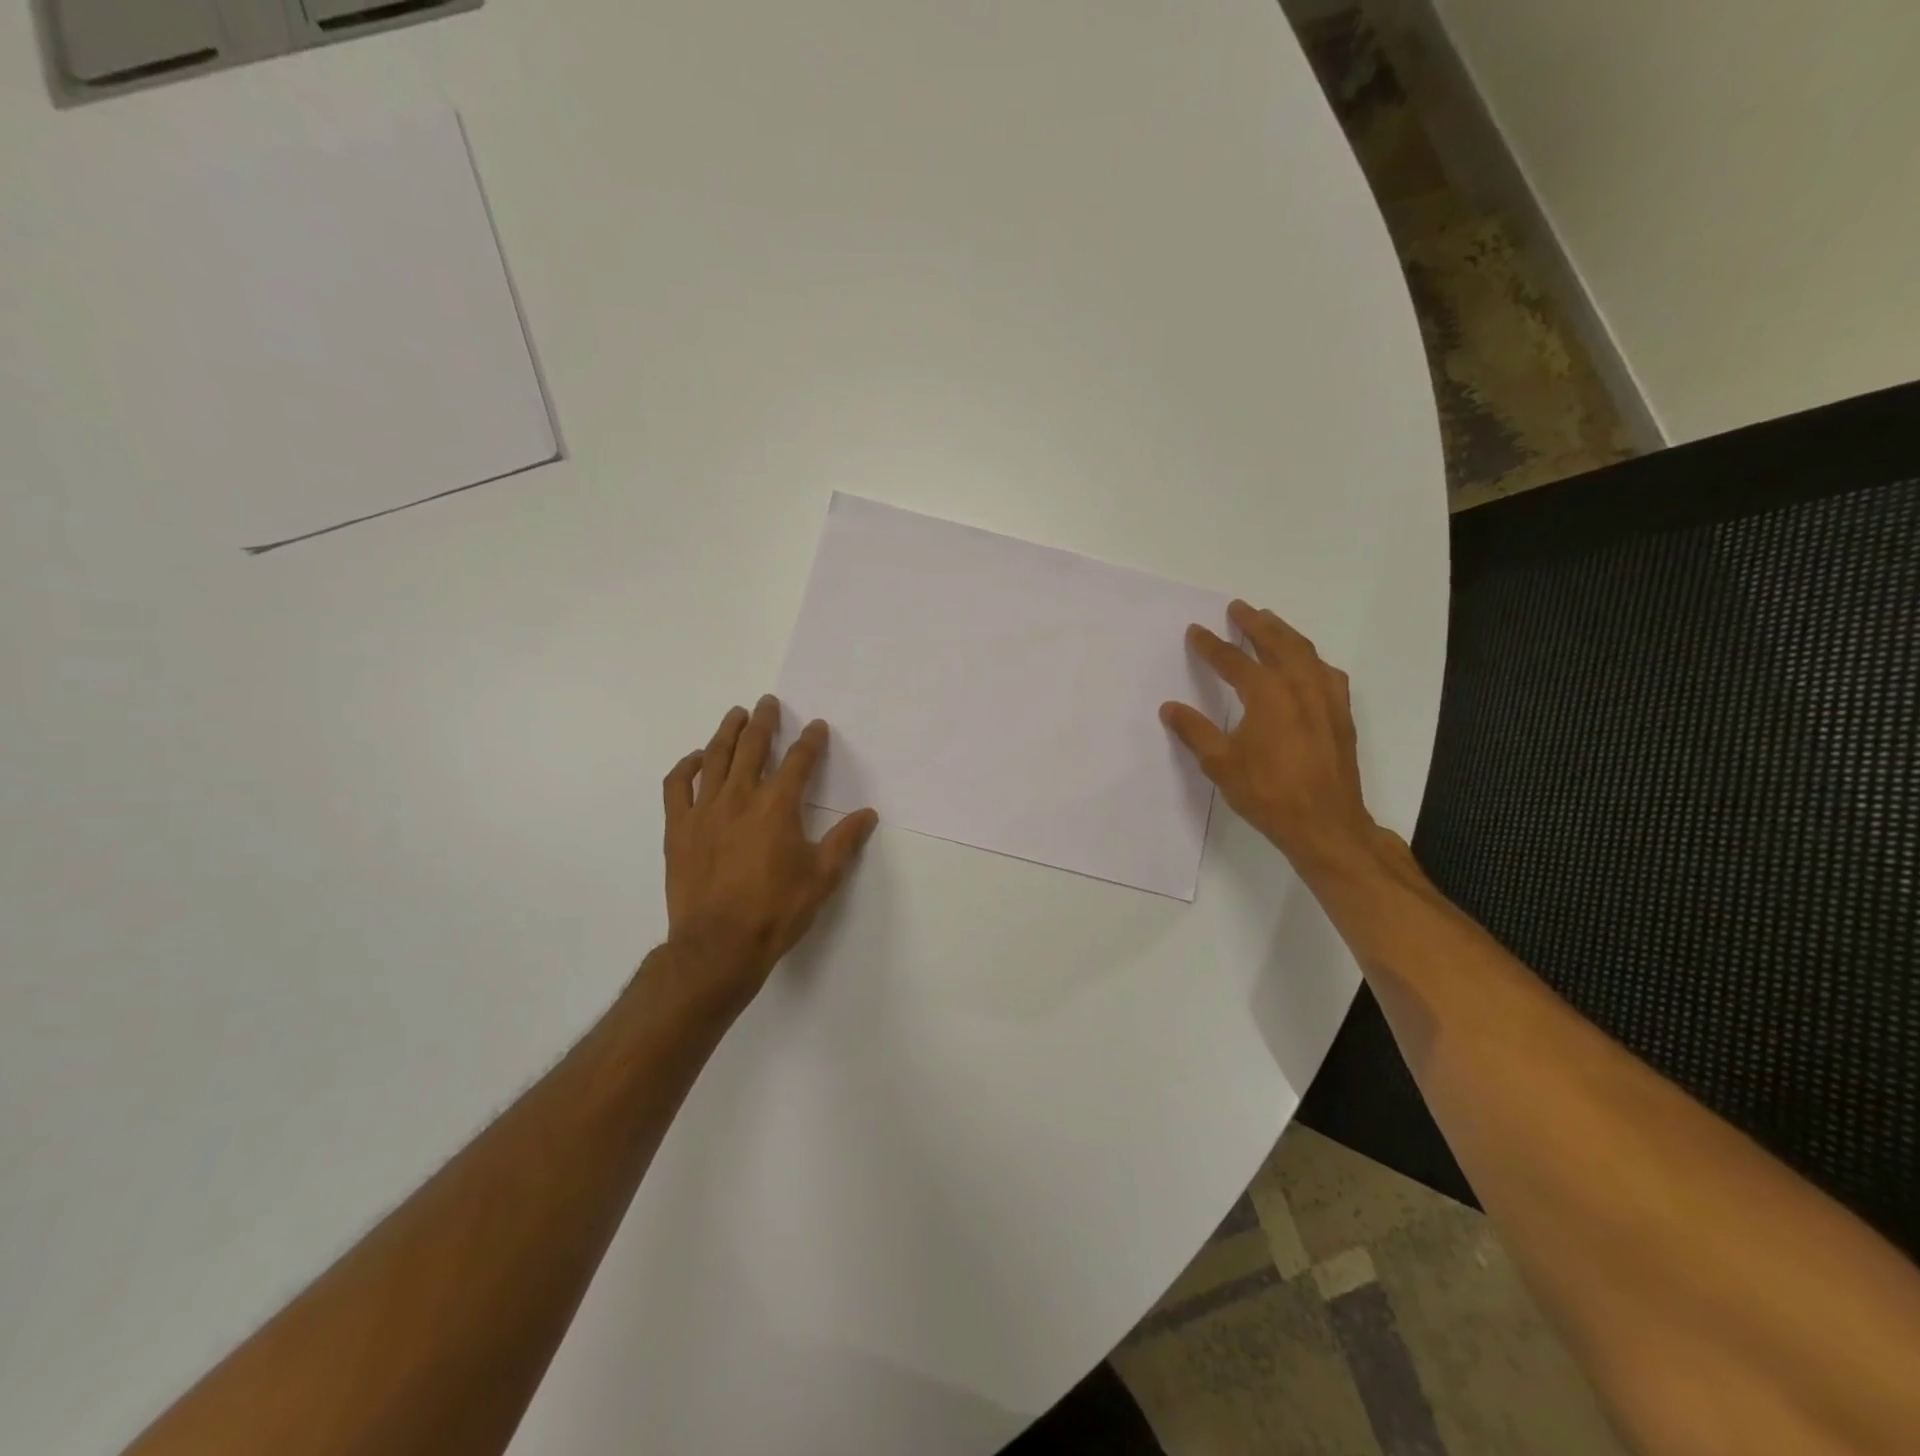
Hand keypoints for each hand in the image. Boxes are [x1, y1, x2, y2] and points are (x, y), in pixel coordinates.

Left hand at [661, 696, 878, 1015]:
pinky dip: (686, 766)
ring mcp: (704, 810)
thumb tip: (868, 814)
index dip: (810, 741)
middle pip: (752, 748)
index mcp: (777, 806)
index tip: (816, 726)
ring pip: (715, 758)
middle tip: (769, 703)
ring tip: (736, 714)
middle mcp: (740, 798)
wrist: (718, 946)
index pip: (798, 761)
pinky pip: (677, 786)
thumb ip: (845, 841)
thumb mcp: (822, 877)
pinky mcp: (679, 828)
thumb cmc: (776, 911)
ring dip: (727, 732)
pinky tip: (695, 758)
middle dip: (764, 722)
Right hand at [1161, 600, 1379, 877]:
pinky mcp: (1340, 713)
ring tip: (1270, 622)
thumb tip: (1170, 707)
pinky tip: (1307, 664)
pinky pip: (1325, 671)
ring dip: (1284, 633)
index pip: (1233, 660)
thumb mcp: (1220, 764)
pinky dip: (1310, 658)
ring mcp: (1326, 698)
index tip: (1195, 631)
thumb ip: (1194, 731)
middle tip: (1238, 608)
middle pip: (1276, 643)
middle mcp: (1300, 686)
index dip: (1211, 645)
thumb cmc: (1267, 793)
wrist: (1326, 824)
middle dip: (1254, 624)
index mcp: (1267, 694)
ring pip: (1305, 652)